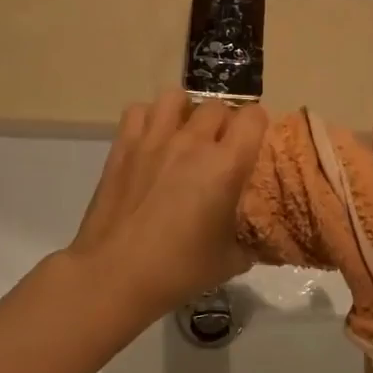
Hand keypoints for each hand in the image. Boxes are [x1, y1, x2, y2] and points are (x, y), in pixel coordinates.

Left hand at [68, 90, 268, 316]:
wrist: (115, 274)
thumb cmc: (178, 270)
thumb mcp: (230, 262)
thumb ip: (250, 243)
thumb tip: (258, 240)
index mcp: (226, 165)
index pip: (253, 117)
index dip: (258, 125)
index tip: (254, 142)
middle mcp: (192, 142)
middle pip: (217, 107)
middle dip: (224, 122)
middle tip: (220, 146)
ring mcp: (154, 140)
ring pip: (175, 98)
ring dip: (186, 111)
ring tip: (184, 133)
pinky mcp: (123, 147)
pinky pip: (138, 111)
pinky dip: (149, 118)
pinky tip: (151, 140)